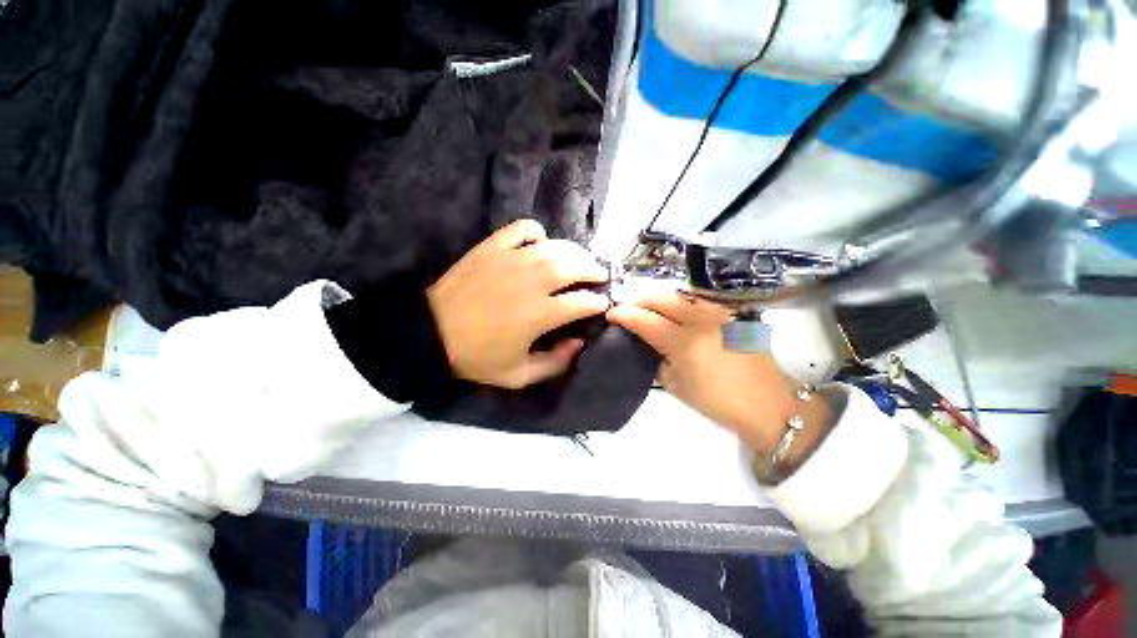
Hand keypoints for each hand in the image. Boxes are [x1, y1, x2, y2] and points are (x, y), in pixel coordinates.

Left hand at [427, 219, 609, 389]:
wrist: (430, 334)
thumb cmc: (476, 357)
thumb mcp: (519, 376)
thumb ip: (555, 363)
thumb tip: (578, 343)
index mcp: (541, 314)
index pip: (583, 302)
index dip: (598, 302)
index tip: (602, 304)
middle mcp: (532, 282)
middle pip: (575, 267)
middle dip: (593, 270)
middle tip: (598, 275)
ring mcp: (512, 260)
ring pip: (556, 247)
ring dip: (575, 252)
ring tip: (580, 259)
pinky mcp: (492, 248)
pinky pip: (523, 230)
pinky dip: (537, 233)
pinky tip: (540, 243)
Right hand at [607, 286, 831, 464]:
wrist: (769, 404)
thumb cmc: (718, 403)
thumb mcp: (676, 387)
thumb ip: (657, 359)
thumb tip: (646, 341)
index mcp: (685, 344)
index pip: (646, 321)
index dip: (625, 314)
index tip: (611, 312)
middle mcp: (702, 320)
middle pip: (662, 298)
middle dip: (639, 297)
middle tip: (625, 302)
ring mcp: (720, 312)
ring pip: (680, 293)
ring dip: (658, 295)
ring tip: (644, 302)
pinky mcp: (732, 312)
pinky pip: (698, 299)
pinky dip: (679, 299)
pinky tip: (671, 306)